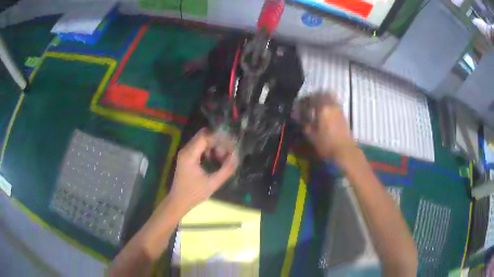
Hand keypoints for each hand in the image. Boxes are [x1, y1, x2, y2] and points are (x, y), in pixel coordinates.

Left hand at [169, 128, 236, 211]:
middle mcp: (186, 150)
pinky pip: (200, 147)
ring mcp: (185, 152)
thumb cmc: (194, 194)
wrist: (179, 201)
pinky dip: (210, 150)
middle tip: (228, 151)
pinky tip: (216, 159)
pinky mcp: (187, 157)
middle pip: (203, 135)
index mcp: (190, 155)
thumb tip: (236, 157)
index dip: (219, 138)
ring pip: (202, 140)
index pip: (205, 136)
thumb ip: (226, 170)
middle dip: (218, 141)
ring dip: (214, 145)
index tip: (231, 144)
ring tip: (223, 157)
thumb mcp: (212, 183)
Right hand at [293, 93, 356, 161]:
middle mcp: (331, 105)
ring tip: (317, 107)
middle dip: (313, 97)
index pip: (310, 99)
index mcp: (322, 108)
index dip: (303, 101)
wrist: (344, 150)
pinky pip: (334, 103)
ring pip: (329, 97)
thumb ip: (304, 123)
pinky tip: (325, 113)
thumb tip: (299, 117)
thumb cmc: (326, 144)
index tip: (299, 106)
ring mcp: (338, 109)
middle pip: (321, 94)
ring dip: (322, 99)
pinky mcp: (343, 114)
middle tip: (308, 104)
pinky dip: (328, 104)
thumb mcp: (311, 135)